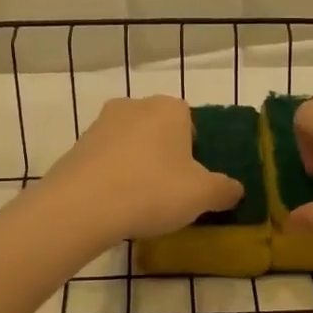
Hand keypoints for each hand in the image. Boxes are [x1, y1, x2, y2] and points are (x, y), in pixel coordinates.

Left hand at [43, 96, 243, 240]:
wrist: (82, 206)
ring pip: (131, 145)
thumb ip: (225, 190)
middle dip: (165, 156)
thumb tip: (235, 189)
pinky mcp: (76, 147)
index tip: (193, 181)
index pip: (191, 123)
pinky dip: (113, 177)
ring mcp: (100, 124)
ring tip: (140, 202)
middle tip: (169, 192)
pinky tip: (115, 204)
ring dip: (137, 166)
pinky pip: (106, 161)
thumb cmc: (153, 190)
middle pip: (159, 131)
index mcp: (170, 108)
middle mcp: (134, 106)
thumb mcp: (202, 195)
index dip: (195, 152)